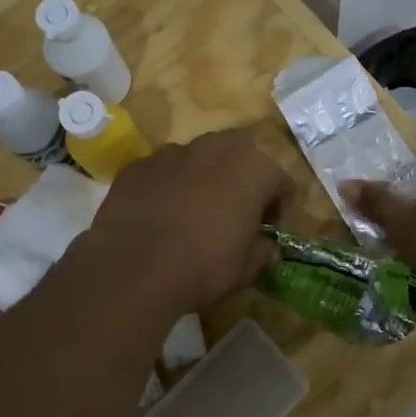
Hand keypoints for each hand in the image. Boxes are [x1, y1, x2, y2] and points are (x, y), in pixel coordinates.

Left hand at [85, 129, 293, 314]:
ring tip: (191, 214)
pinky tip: (158, 216)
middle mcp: (214, 148)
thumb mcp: (247, 268)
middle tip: (233, 213)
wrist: (134, 268)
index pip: (281, 183)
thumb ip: (263, 250)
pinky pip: (161, 172)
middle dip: (241, 180)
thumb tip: (266, 247)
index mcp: (253, 168)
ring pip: (197, 159)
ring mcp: (171, 152)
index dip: (279, 209)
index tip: (268, 233)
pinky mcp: (137, 165)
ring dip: (202, 179)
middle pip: (239, 156)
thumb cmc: (204, 266)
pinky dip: (166, 187)